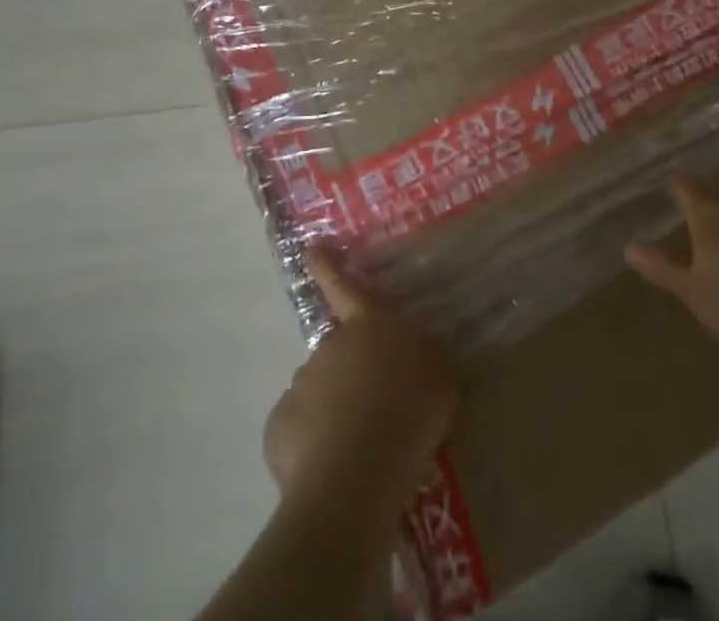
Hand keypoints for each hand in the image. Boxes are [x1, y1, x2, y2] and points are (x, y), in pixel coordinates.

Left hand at [263, 250, 457, 512]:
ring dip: (334, 414)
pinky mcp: (280, 427)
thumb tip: (409, 358)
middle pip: (339, 354)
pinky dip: (312, 447)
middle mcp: (330, 345)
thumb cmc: (409, 409)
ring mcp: (301, 385)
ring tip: (359, 451)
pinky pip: (300, 433)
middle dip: (351, 376)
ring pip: (319, 395)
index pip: (345, 287)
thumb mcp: (439, 373)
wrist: (358, 469)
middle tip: (376, 413)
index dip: (329, 267)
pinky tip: (334, 469)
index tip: (311, 248)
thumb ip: (421, 358)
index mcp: (368, 326)